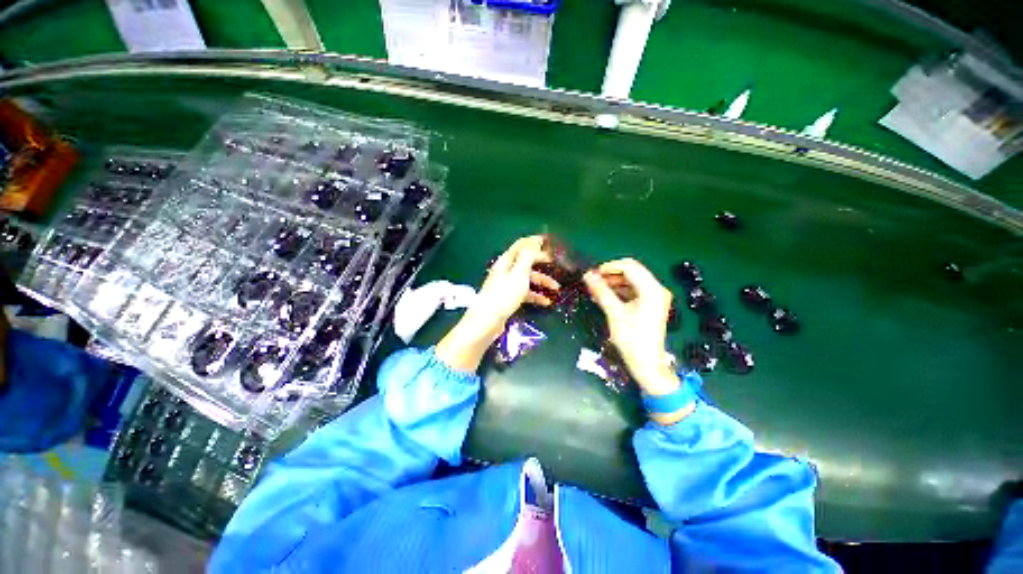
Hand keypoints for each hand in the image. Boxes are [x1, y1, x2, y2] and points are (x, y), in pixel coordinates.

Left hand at [436, 235, 558, 372]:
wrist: (488, 321)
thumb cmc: (504, 295)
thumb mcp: (519, 273)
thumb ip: (528, 256)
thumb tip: (535, 241)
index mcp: (506, 261)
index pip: (521, 245)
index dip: (534, 242)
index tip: (549, 242)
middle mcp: (506, 270)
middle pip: (526, 261)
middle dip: (541, 262)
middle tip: (556, 264)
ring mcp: (507, 285)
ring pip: (527, 278)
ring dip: (542, 281)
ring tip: (556, 289)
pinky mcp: (508, 298)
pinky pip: (525, 292)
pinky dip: (535, 296)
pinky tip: (546, 302)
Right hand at [584, 259, 688, 415]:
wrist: (647, 363)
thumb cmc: (631, 338)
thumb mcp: (614, 313)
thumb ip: (601, 291)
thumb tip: (587, 274)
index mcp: (651, 289)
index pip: (629, 267)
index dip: (609, 267)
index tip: (592, 274)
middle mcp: (656, 289)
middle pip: (632, 271)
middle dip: (612, 273)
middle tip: (594, 280)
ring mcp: (655, 297)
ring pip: (632, 280)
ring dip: (614, 281)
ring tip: (597, 289)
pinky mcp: (651, 304)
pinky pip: (634, 290)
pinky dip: (620, 290)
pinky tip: (606, 296)